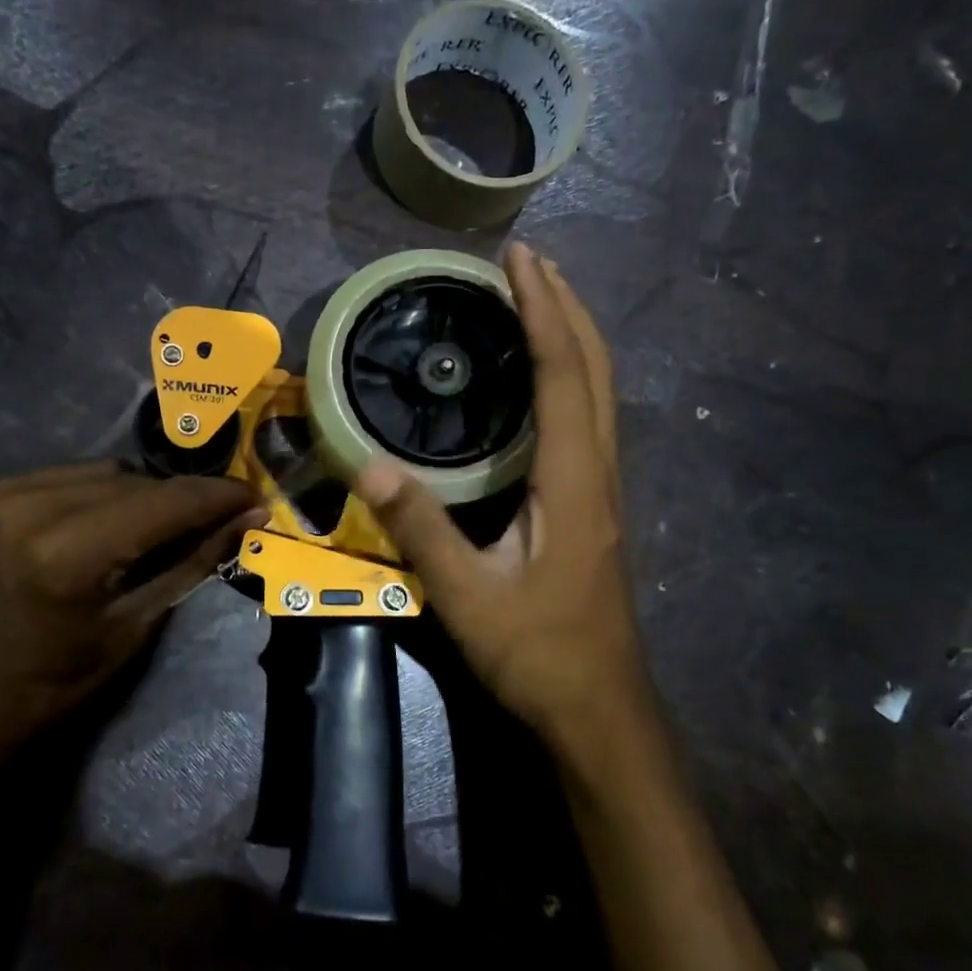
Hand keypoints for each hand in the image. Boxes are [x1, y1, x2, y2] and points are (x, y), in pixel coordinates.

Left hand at [0, 463, 260, 769]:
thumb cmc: (49, 686)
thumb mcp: (132, 630)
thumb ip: (192, 562)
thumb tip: (248, 517)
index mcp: (63, 553)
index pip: (162, 504)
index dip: (216, 496)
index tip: (254, 496)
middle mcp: (27, 506)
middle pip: (135, 480)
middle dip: (181, 499)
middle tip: (216, 519)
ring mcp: (0, 492)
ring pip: (105, 472)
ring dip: (143, 494)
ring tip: (161, 527)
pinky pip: (70, 476)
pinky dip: (102, 494)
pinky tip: (111, 524)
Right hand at [356, 244, 647, 757]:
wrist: (598, 710)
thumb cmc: (538, 654)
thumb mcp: (469, 598)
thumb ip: (421, 531)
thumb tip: (369, 466)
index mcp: (573, 483)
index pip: (563, 376)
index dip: (543, 312)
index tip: (519, 261)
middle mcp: (598, 474)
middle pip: (595, 370)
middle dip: (566, 307)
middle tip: (529, 262)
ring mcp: (602, 491)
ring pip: (599, 393)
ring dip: (573, 337)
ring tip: (536, 300)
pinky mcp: (593, 507)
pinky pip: (587, 420)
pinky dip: (569, 377)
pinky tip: (539, 381)